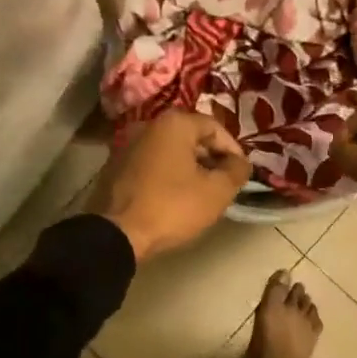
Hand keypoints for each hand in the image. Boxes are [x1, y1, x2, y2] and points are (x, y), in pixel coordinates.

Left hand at [88, 110, 248, 262]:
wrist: (116, 234)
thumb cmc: (172, 207)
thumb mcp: (217, 192)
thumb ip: (237, 171)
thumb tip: (241, 162)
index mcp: (174, 123)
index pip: (216, 127)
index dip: (234, 150)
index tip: (241, 174)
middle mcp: (148, 125)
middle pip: (191, 137)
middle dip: (211, 159)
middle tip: (223, 184)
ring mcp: (127, 145)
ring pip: (171, 151)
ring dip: (189, 168)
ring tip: (201, 194)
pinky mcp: (115, 166)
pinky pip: (151, 164)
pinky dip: (167, 175)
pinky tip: (173, 199)